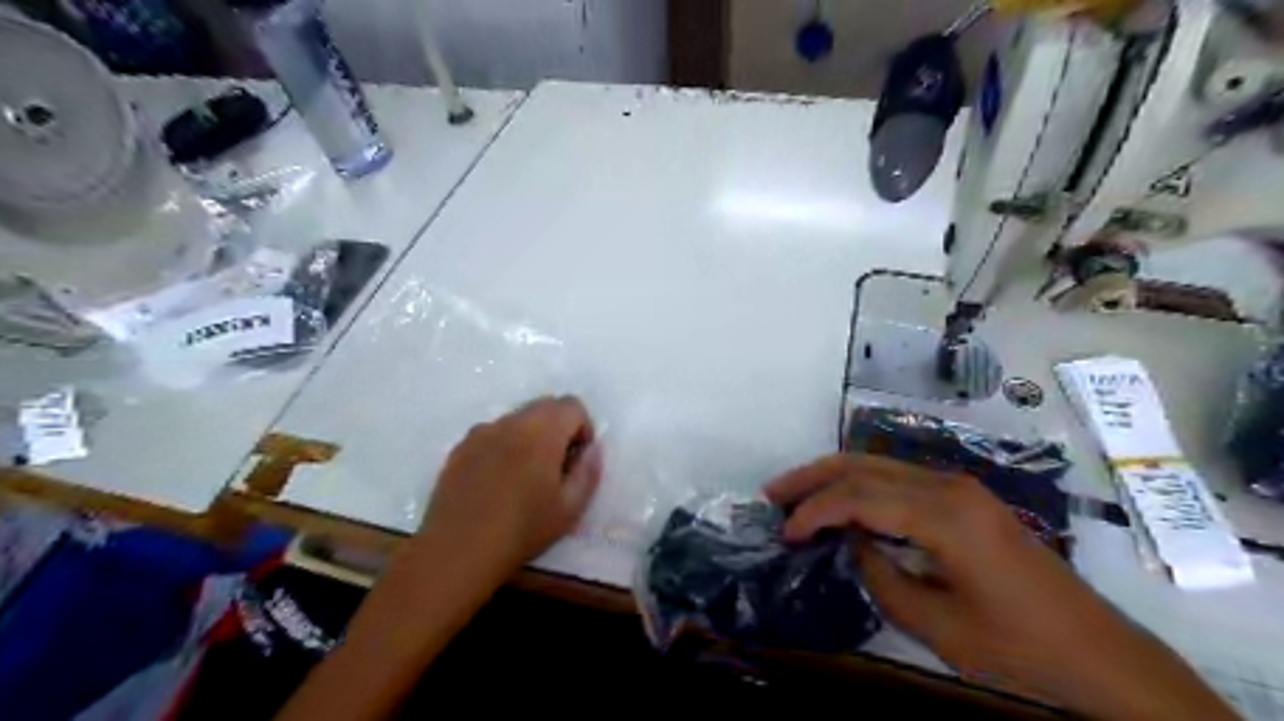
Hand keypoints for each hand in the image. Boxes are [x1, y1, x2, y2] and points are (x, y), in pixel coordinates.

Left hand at [417, 393, 606, 584]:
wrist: (457, 550)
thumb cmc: (522, 529)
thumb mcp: (570, 508)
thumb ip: (589, 471)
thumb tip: (592, 449)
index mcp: (542, 431)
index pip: (573, 405)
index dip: (583, 428)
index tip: (577, 459)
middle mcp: (511, 421)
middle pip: (545, 405)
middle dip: (558, 428)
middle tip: (556, 467)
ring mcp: (482, 431)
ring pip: (517, 419)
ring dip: (530, 435)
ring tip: (524, 476)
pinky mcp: (460, 447)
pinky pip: (492, 433)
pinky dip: (503, 446)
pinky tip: (496, 482)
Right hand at [765, 453, 1237, 718]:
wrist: (1099, 654)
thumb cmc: (1018, 648)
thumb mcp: (935, 624)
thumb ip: (880, 575)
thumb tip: (849, 542)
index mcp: (945, 515)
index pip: (859, 496)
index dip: (814, 510)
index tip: (784, 532)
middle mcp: (949, 486)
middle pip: (865, 465)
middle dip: (814, 477)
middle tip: (773, 494)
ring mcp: (960, 488)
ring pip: (881, 465)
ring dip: (835, 477)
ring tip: (797, 494)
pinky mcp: (967, 499)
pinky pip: (901, 479)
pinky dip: (863, 486)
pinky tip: (844, 504)